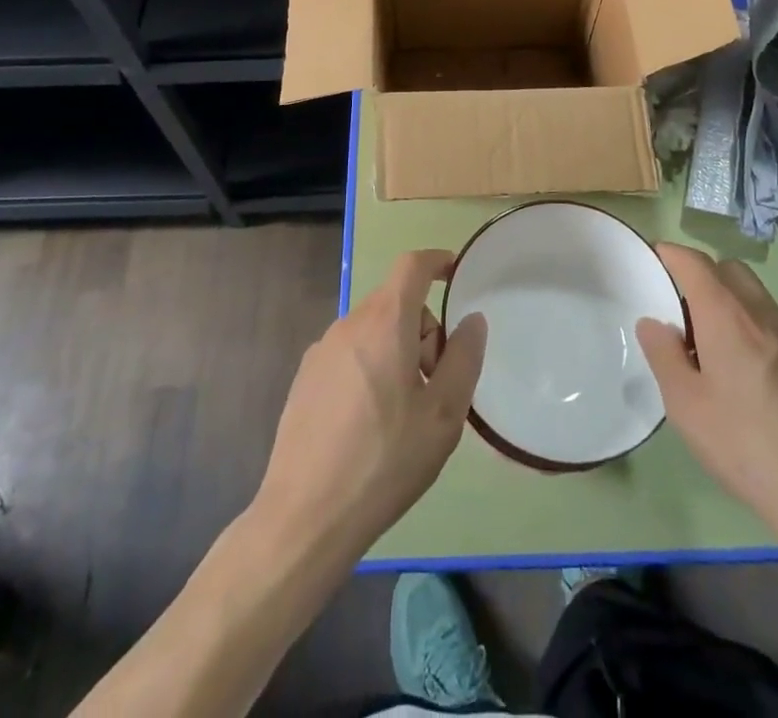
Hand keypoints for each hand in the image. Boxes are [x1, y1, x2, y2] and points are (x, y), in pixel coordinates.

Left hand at [253, 249, 487, 559]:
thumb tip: (472, 320)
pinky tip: (369, 423)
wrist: (306, 516)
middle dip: (423, 329)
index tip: (455, 275)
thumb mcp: (443, 415)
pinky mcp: (305, 378)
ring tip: (403, 411)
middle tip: (434, 382)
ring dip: (396, 350)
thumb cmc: (385, 460)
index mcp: (384, 322)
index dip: (437, 262)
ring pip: (372, 330)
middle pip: (395, 302)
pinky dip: (369, 367)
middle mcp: (349, 324)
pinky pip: (349, 353)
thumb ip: (463, 358)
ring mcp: (321, 350)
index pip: (412, 265)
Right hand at [637, 243, 777, 549]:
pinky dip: (754, 328)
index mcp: (727, 315)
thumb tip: (653, 323)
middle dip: (701, 275)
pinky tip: (750, 376)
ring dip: (729, 303)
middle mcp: (763, 313)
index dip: (670, 254)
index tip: (653, 260)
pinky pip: (776, 324)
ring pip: (755, 296)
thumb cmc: (750, 448)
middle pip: (728, 270)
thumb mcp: (687, 407)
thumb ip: (664, 356)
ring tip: (713, 349)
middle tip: (681, 313)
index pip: (694, 262)